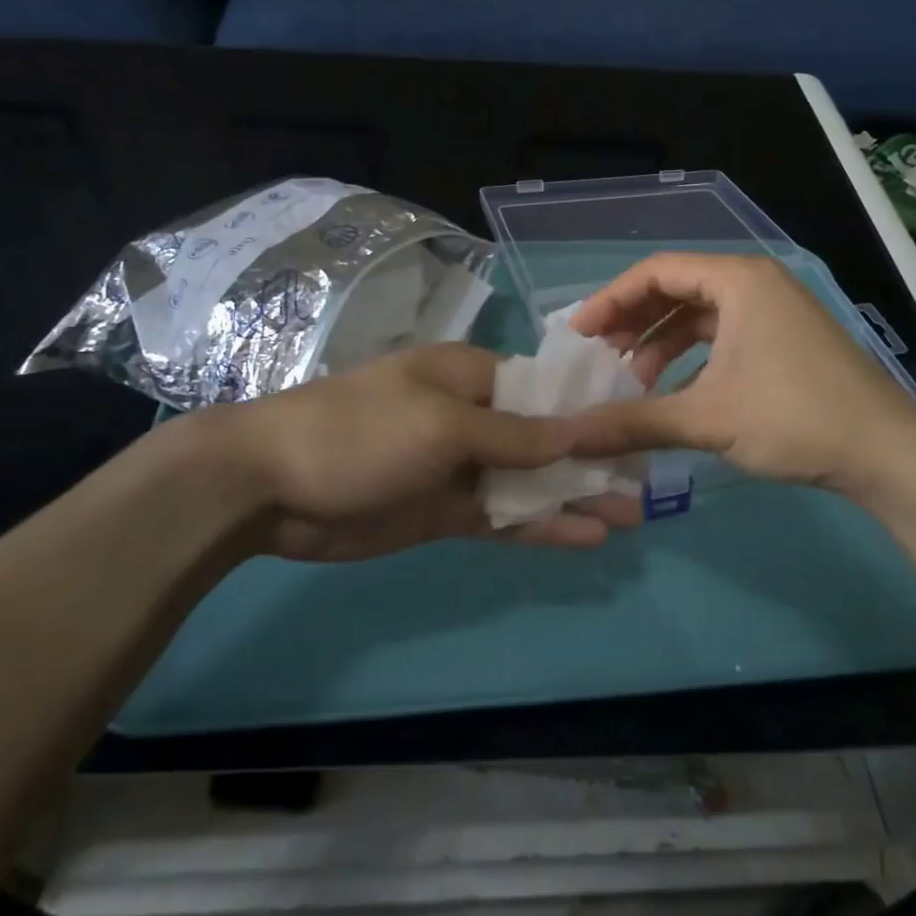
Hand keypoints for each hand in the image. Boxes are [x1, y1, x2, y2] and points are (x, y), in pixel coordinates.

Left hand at [193, 344, 636, 561]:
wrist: (269, 485)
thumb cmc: (360, 431)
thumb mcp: (441, 422)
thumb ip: (513, 433)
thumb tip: (578, 429)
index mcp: (467, 377)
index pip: (541, 388)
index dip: (587, 409)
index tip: (635, 427)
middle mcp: (468, 417)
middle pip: (541, 439)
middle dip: (590, 460)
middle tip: (645, 485)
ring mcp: (457, 467)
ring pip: (527, 482)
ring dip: (573, 497)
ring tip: (629, 518)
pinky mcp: (443, 511)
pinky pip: (502, 517)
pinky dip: (540, 527)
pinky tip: (583, 538)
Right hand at [566, 253, 915, 502]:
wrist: (887, 453)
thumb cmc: (794, 418)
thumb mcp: (707, 418)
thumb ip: (633, 422)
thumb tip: (569, 436)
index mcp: (738, 280)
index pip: (656, 271)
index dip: (610, 300)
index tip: (578, 335)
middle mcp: (755, 283)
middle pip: (676, 289)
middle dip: (633, 322)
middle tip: (597, 357)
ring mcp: (774, 311)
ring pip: (699, 315)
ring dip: (660, 344)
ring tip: (630, 383)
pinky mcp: (784, 340)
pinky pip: (722, 336)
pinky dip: (690, 358)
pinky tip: (672, 391)